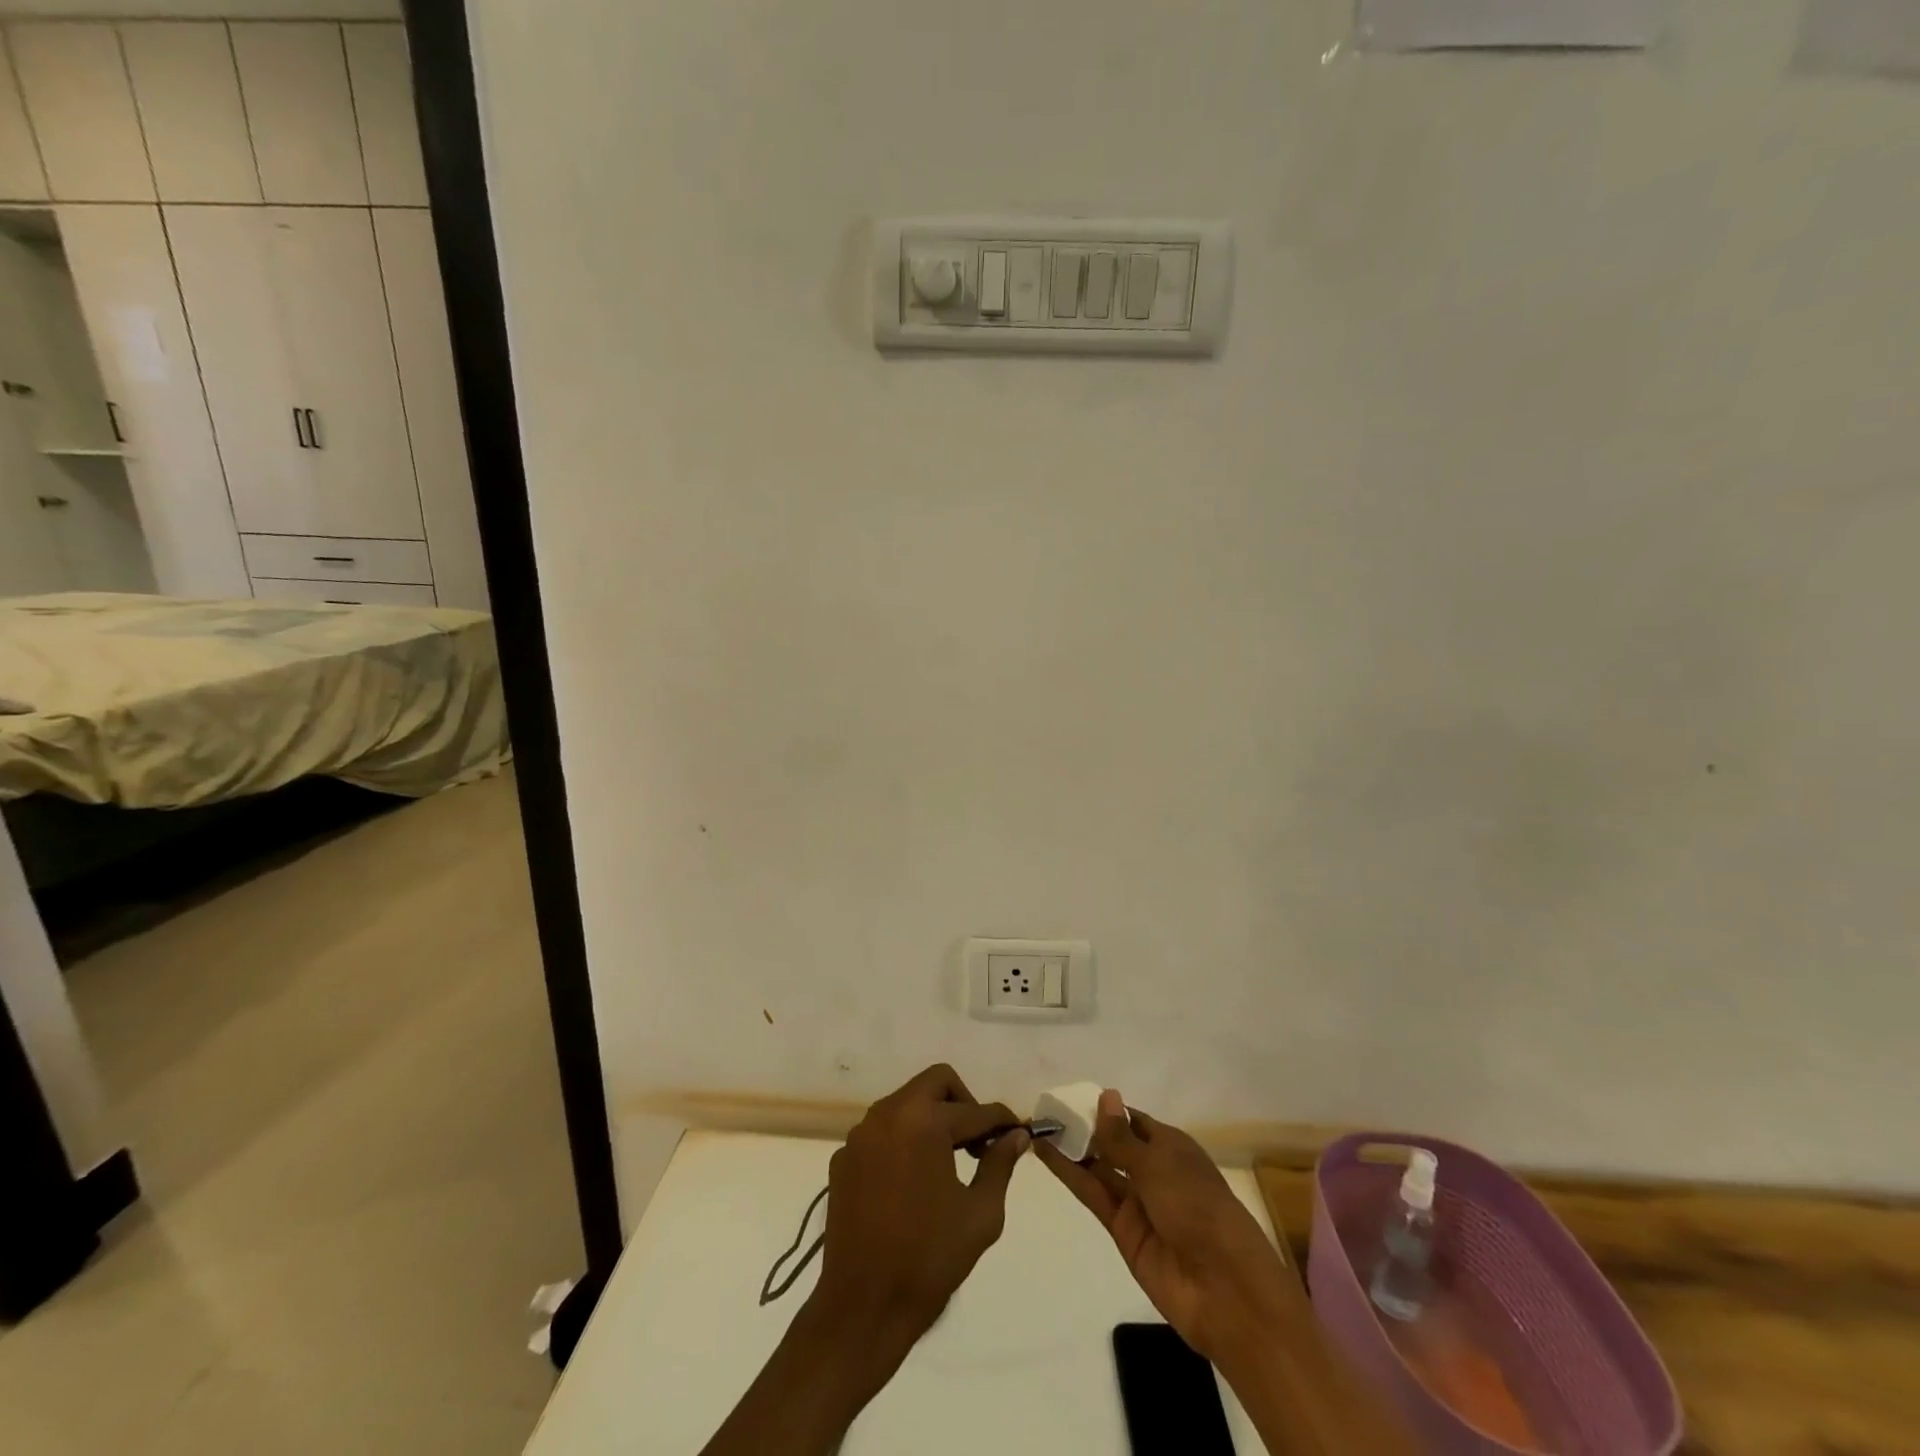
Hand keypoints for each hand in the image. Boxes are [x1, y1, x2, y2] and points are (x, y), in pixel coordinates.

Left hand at [813, 1063, 1028, 1349]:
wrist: (862, 1307)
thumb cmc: (929, 1260)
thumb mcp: (980, 1214)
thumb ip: (999, 1165)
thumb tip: (1015, 1136)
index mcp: (923, 1122)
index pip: (974, 1110)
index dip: (1001, 1121)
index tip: (1018, 1133)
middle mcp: (887, 1114)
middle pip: (935, 1083)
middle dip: (963, 1104)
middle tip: (978, 1142)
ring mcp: (860, 1135)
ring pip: (906, 1103)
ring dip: (932, 1119)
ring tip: (949, 1161)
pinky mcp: (843, 1158)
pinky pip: (882, 1132)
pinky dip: (903, 1142)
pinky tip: (912, 1182)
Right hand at [1037, 1089, 1297, 1368]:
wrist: (1223, 1288)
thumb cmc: (1197, 1207)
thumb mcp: (1158, 1164)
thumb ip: (1121, 1137)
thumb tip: (1105, 1095)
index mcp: (1172, 1147)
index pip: (1132, 1121)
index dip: (1104, 1109)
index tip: (1068, 1097)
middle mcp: (1154, 1171)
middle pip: (1113, 1144)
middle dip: (1083, 1128)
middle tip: (1044, 1111)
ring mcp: (1138, 1202)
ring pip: (1098, 1168)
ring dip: (1071, 1148)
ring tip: (1036, 1126)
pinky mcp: (1123, 1230)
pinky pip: (1093, 1194)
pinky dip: (1069, 1174)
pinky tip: (1045, 1154)